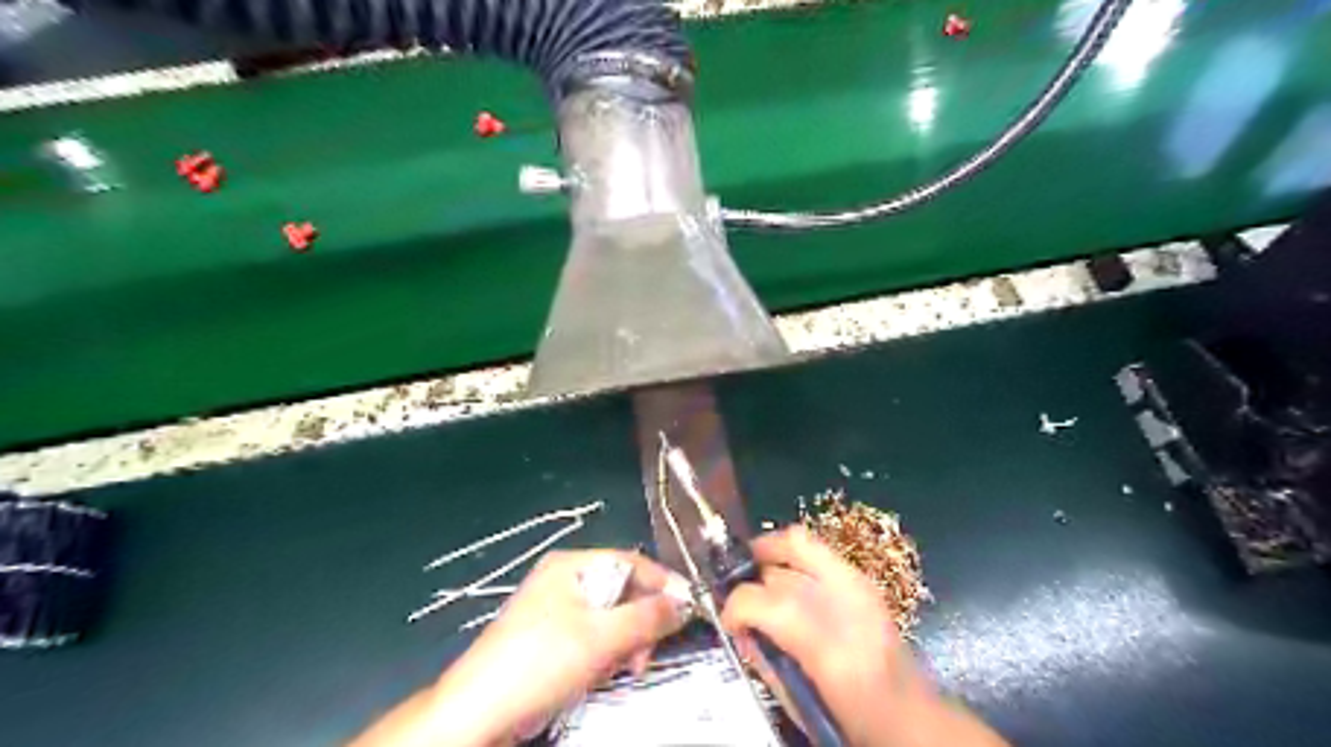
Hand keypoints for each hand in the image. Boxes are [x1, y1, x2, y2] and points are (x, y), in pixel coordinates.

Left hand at [347, 550, 692, 746]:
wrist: (478, 712)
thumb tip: (685, 603)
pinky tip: (603, 672)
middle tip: (646, 653)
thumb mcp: (602, 637)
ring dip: (625, 641)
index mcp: (571, 565)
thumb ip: (648, 617)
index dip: (663, 584)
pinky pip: (592, 635)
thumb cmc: (542, 662)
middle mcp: (563, 579)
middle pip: (621, 590)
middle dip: (640, 621)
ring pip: (609, 617)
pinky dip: (605, 652)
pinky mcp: (549, 637)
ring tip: (623, 668)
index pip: (631, 562)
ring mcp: (554, 609)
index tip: (690, 607)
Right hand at [723, 525, 1004, 746]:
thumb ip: (765, 660)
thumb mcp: (800, 703)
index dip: (737, 605)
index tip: (727, 620)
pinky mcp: (864, 581)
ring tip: (756, 578)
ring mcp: (860, 586)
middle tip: (738, 593)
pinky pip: (816, 551)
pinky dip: (791, 557)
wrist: (914, 720)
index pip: (768, 602)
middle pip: (780, 567)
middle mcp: (848, 606)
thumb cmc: (854, 723)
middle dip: (751, 576)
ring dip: (770, 558)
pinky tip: (783, 577)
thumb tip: (739, 629)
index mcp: (831, 650)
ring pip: (800, 542)